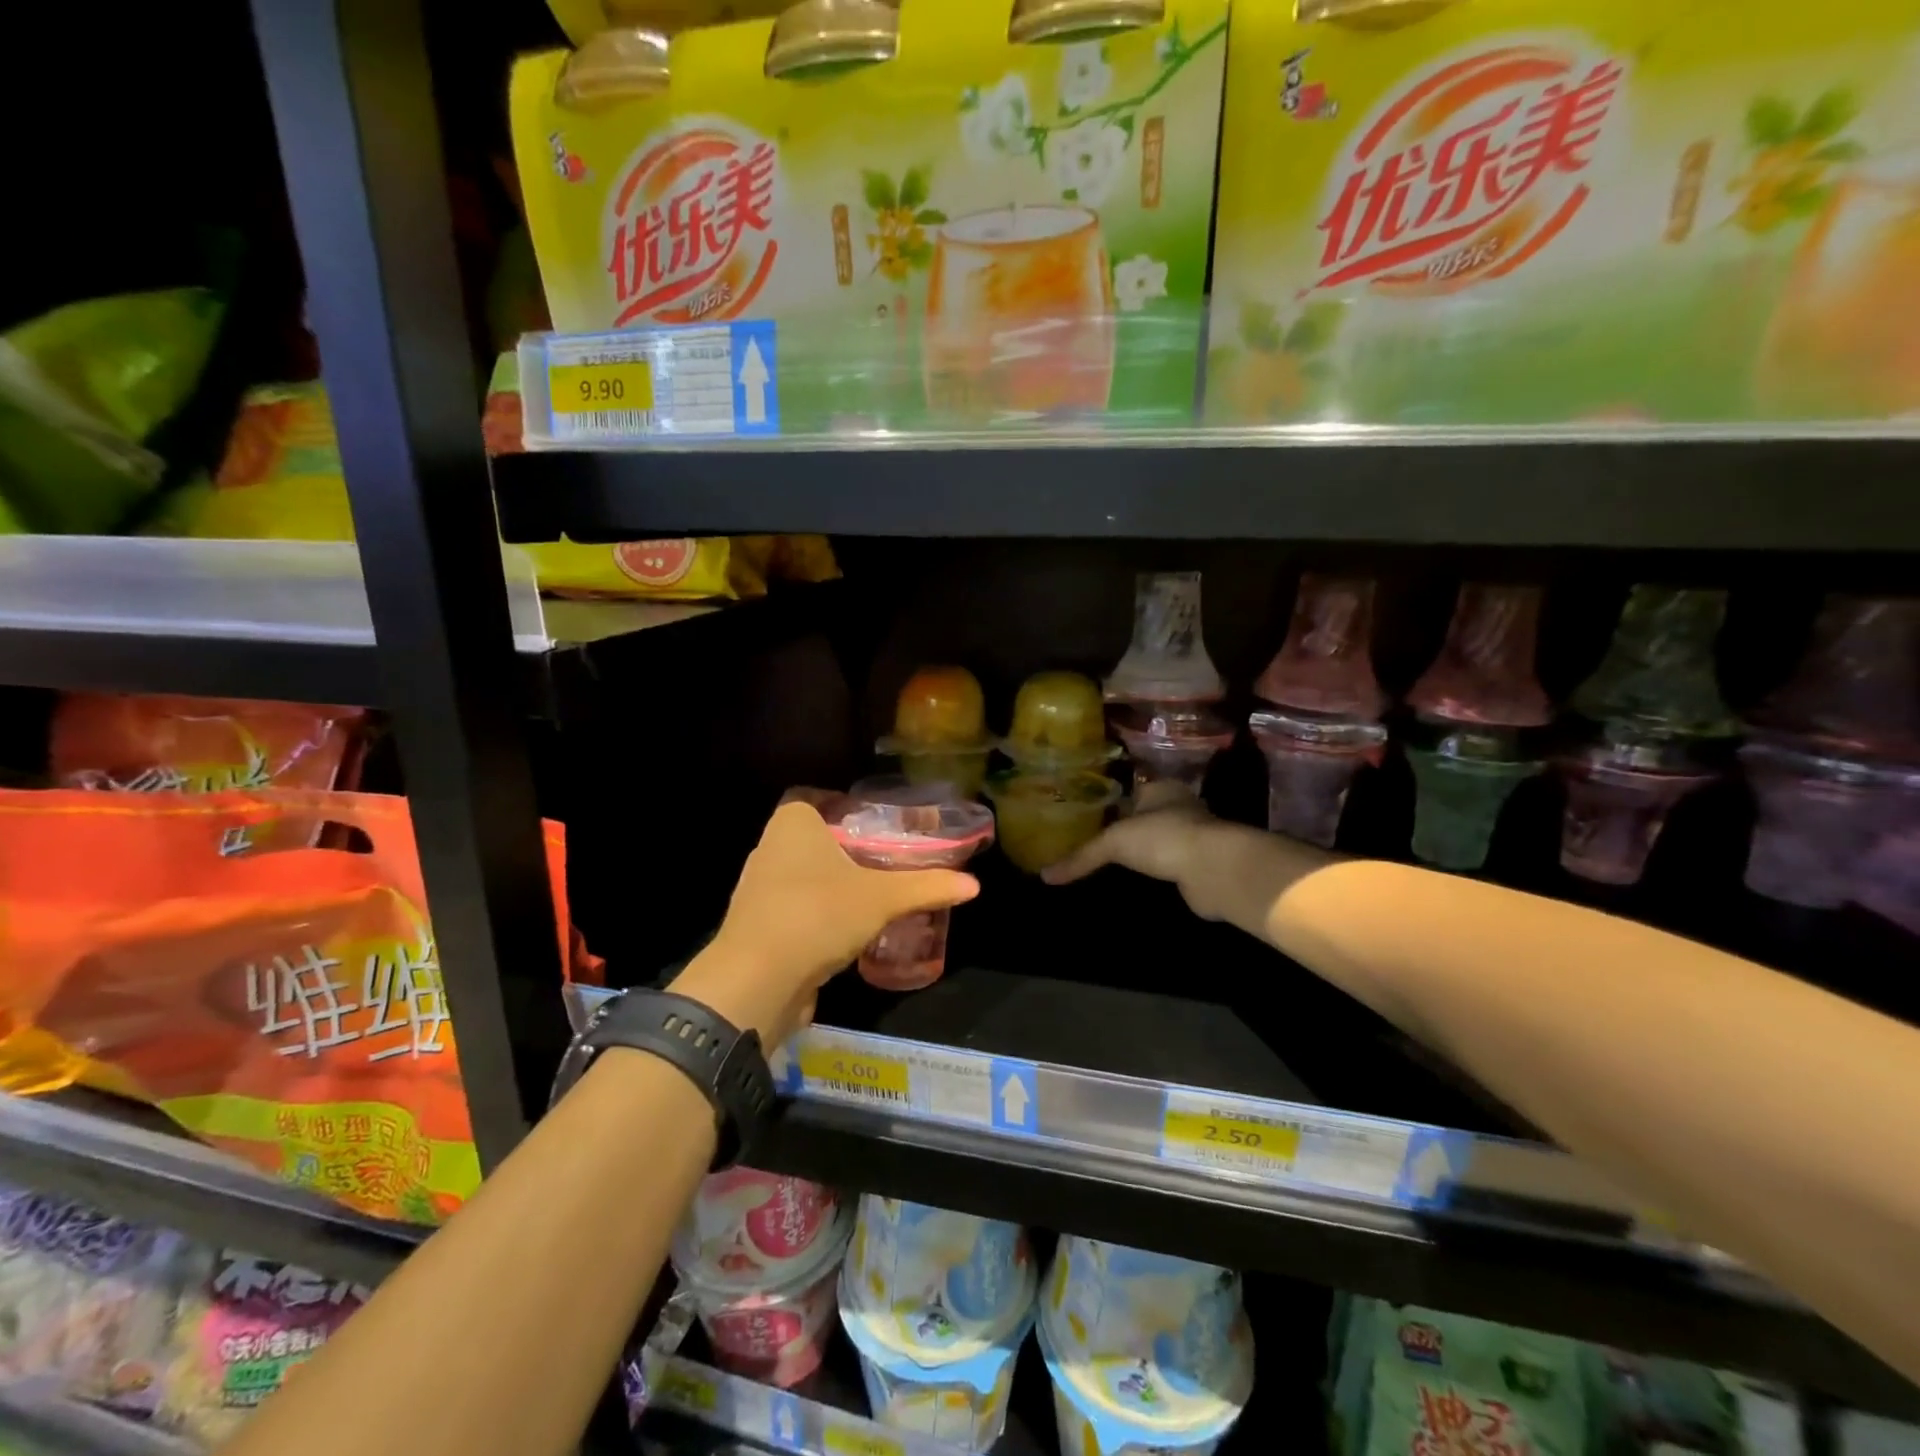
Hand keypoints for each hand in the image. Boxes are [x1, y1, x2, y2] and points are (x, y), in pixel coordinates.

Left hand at [671, 801, 978, 1045]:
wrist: (755, 982)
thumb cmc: (817, 915)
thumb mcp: (881, 899)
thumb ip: (926, 887)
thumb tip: (975, 885)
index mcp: (792, 823)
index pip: (819, 800)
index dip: (848, 809)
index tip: (882, 826)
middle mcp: (770, 848)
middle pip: (817, 840)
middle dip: (850, 851)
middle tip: (890, 861)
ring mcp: (759, 889)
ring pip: (806, 877)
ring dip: (836, 887)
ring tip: (877, 897)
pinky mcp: (759, 927)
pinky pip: (798, 910)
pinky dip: (822, 916)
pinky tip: (851, 932)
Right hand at [1041, 783, 1222, 904]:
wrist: (1215, 870)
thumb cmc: (1163, 838)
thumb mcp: (1114, 842)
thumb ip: (1081, 857)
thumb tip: (1045, 876)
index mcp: (1161, 789)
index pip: (1132, 790)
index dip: (1111, 801)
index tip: (1089, 815)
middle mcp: (1180, 807)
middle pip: (1146, 816)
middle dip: (1127, 827)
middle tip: (1095, 841)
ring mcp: (1194, 836)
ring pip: (1160, 841)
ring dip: (1144, 852)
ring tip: (1112, 865)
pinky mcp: (1200, 864)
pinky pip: (1170, 865)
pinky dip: (1157, 872)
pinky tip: (1138, 882)